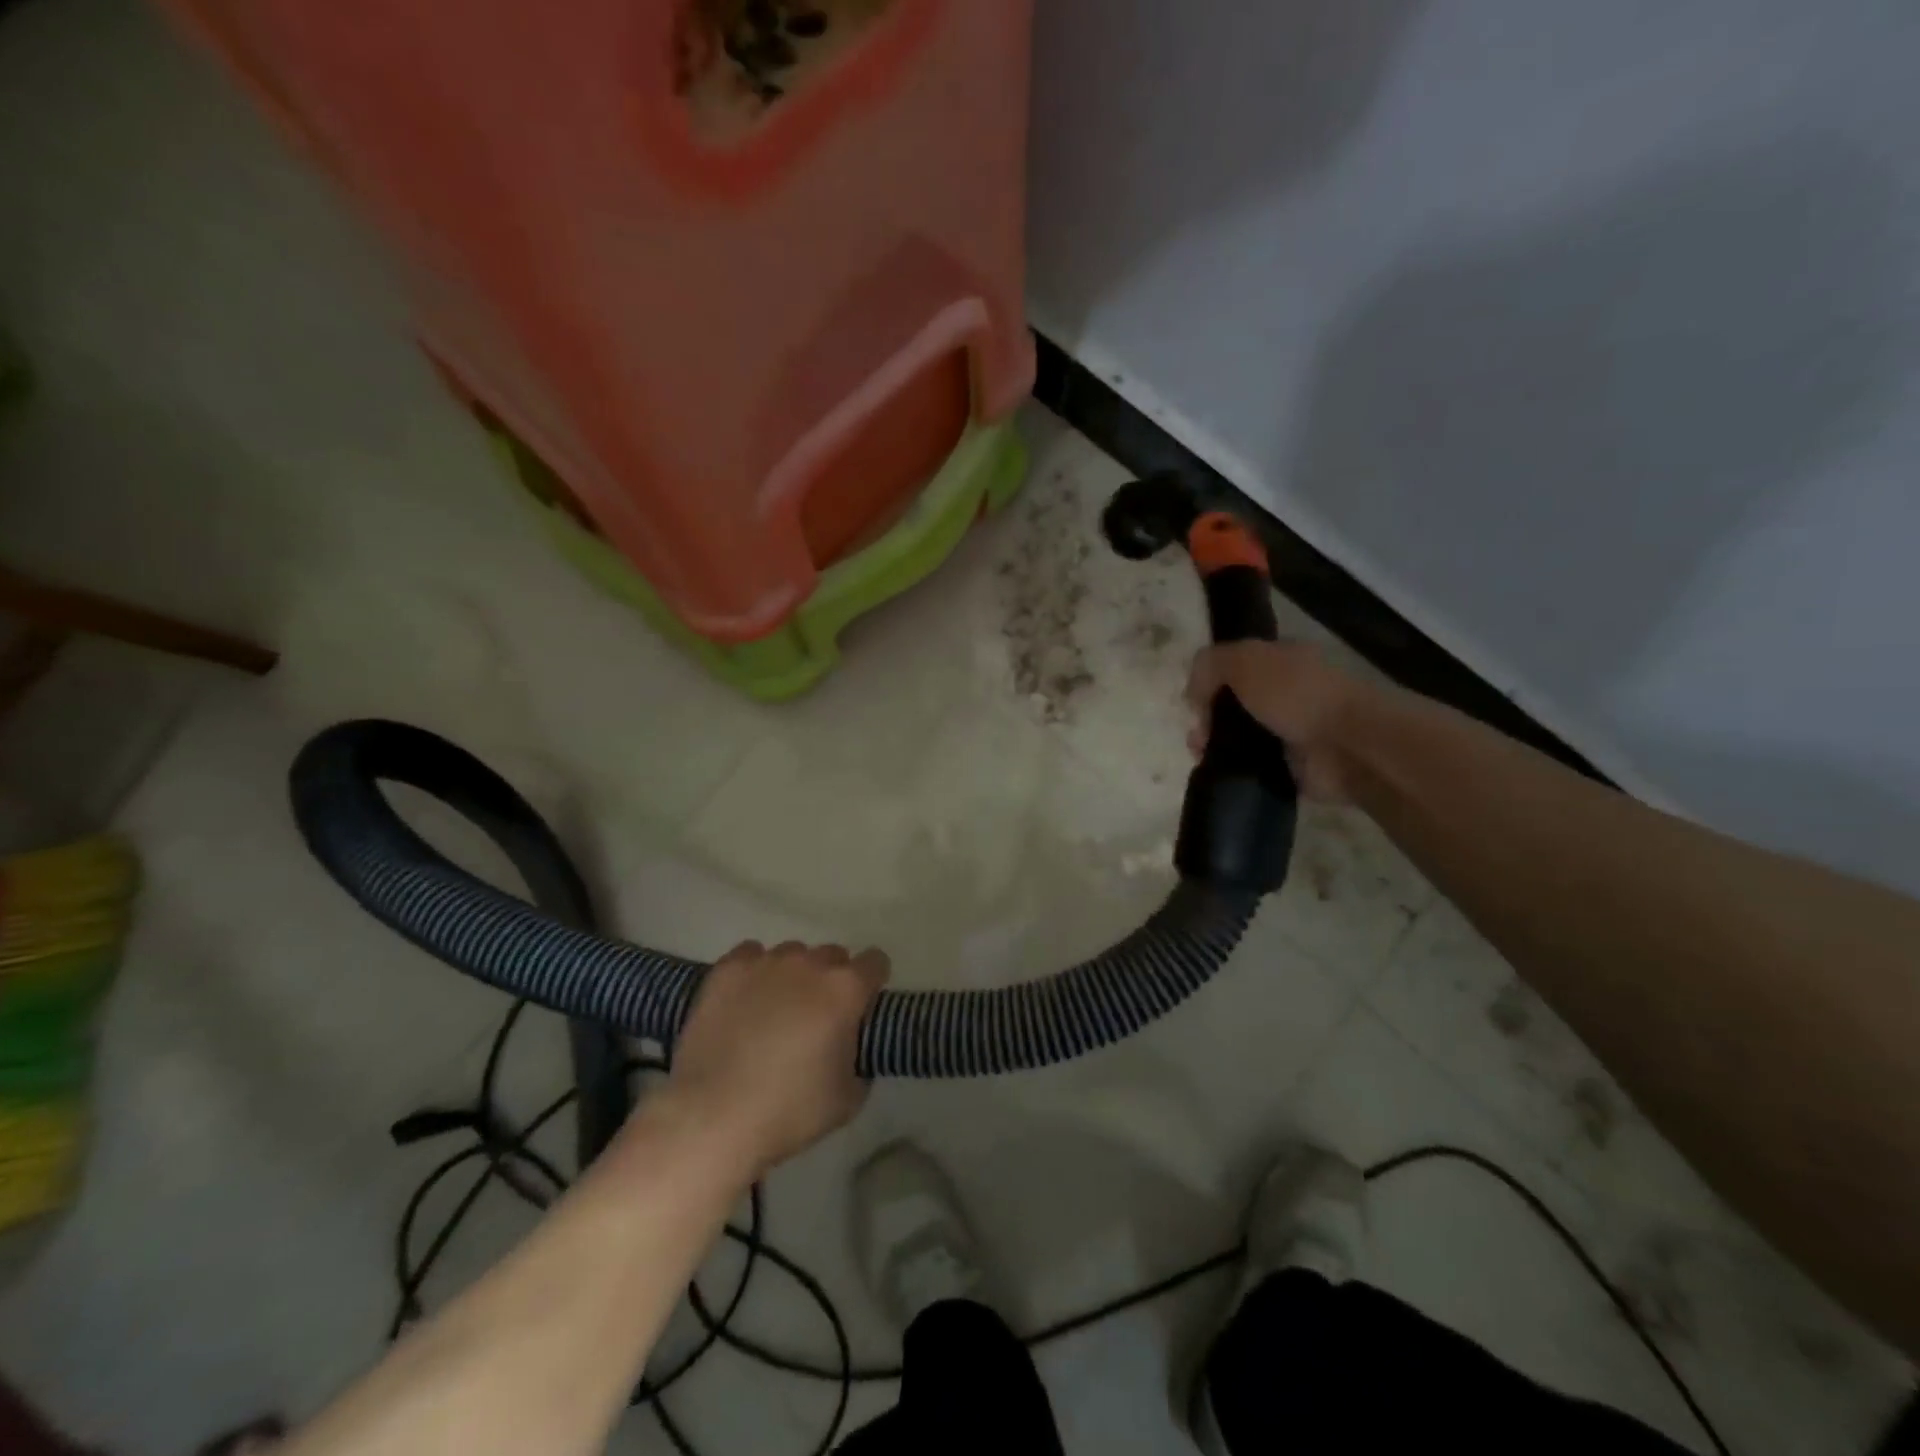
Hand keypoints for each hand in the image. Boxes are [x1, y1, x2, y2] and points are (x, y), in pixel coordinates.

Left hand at [665, 941, 888, 1177]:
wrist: (713, 1116)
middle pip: (833, 955)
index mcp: (845, 990)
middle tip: (816, 1016)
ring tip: (774, 1010)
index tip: (861, 1008)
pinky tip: (744, 1000)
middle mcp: (810, 964)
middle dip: (831, 980)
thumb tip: (851, 1049)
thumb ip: (861, 1061)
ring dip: (793, 975)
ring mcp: (766, 962)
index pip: (876, 962)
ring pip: (792, 954)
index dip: (872, 983)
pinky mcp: (727, 969)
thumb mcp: (849, 1099)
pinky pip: (751, 955)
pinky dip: (754, 972)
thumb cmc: (789, 1111)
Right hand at [1186, 641, 1372, 801]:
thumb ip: (1209, 664)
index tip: (1194, 701)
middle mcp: (1287, 692)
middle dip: (1208, 717)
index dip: (1209, 681)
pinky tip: (1220, 772)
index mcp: (1282, 660)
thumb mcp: (1244, 660)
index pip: (1236, 666)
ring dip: (1215, 745)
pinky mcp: (1292, 767)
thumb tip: (1193, 693)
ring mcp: (1291, 731)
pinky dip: (1234, 770)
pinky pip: (1252, 767)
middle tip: (1198, 735)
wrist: (1348, 746)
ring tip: (1202, 756)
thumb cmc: (1297, 694)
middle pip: (1233, 703)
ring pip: (1239, 737)